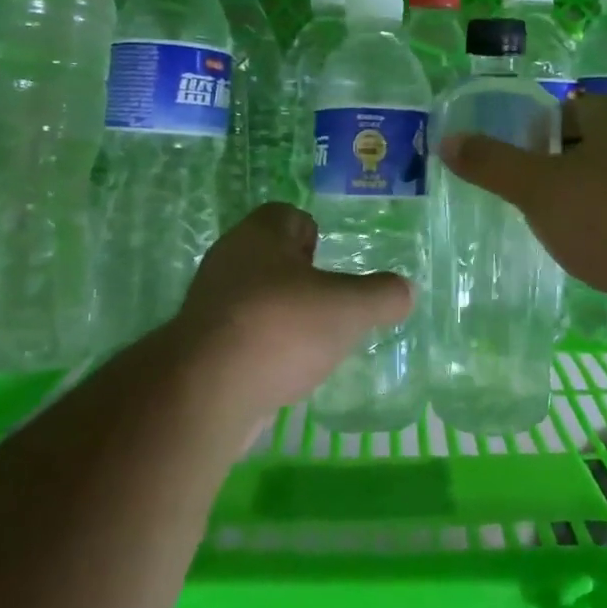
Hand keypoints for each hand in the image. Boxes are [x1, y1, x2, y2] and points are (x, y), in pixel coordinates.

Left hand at [169, 203, 413, 428]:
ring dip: (282, 315)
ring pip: (256, 297)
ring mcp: (210, 304)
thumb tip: (405, 291)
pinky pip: (242, 335)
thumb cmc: (281, 327)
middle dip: (301, 278)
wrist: (206, 391)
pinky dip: (263, 348)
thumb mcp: (348, 308)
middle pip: (271, 257)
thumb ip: (381, 295)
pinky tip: (284, 371)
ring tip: (312, 342)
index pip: (288, 216)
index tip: (332, 265)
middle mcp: (229, 260)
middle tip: (330, 304)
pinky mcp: (201, 346)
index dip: (314, 234)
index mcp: (259, 234)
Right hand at [440, 93, 606, 335]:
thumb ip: (492, 162)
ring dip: (575, 199)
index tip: (510, 160)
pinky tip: (578, 247)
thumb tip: (449, 140)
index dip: (534, 131)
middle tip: (519, 193)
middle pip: (585, 146)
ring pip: (604, 183)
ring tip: (542, 222)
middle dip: (552, 167)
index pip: (568, 109)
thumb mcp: (537, 187)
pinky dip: (598, 226)